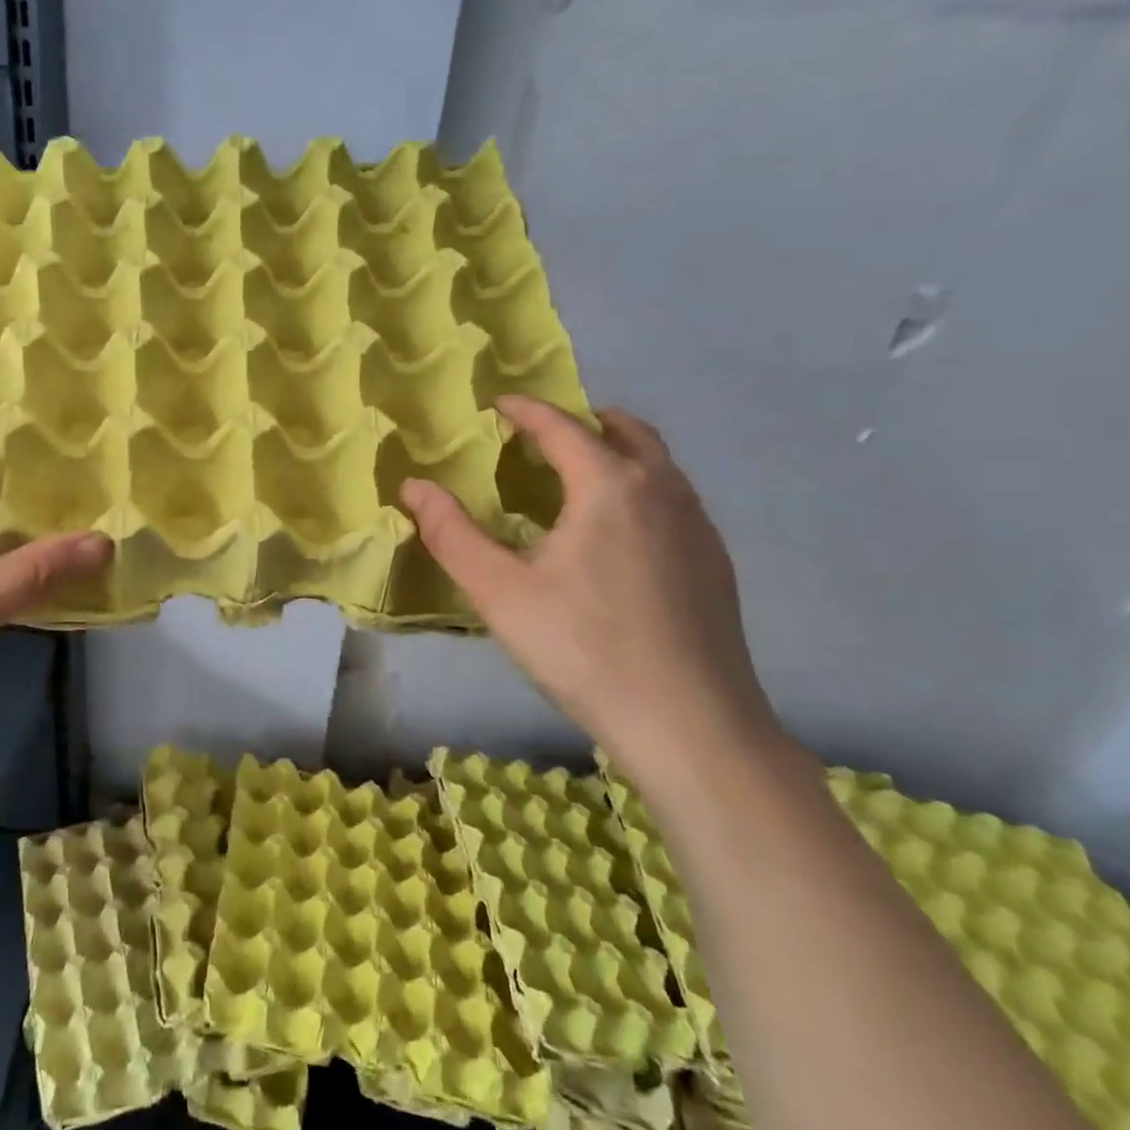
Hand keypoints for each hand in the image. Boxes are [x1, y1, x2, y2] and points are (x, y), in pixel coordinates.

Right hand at [400, 397, 780, 793]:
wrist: (691, 725)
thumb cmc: (583, 649)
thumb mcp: (498, 591)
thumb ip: (451, 533)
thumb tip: (413, 486)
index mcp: (610, 487)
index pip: (563, 427)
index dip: (526, 410)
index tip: (498, 404)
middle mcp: (663, 491)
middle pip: (625, 431)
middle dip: (581, 422)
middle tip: (541, 437)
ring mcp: (698, 527)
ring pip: (657, 465)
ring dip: (614, 453)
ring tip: (574, 480)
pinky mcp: (716, 563)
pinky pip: (672, 499)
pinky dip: (638, 488)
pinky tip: (615, 536)